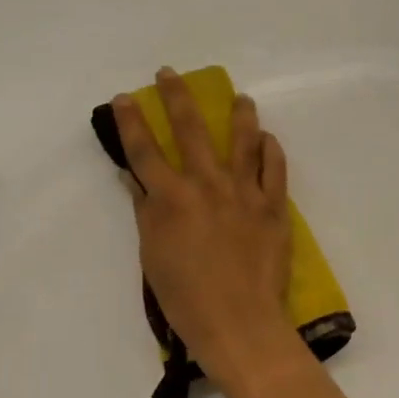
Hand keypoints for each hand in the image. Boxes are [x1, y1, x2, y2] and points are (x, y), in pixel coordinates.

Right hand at [111, 69, 298, 389]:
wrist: (239, 323)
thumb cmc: (186, 298)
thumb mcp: (153, 256)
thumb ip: (145, 212)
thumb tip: (134, 179)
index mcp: (171, 198)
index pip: (144, 150)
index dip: (131, 121)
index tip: (124, 98)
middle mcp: (207, 184)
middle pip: (190, 129)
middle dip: (177, 96)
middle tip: (170, 73)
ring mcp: (244, 192)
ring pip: (242, 139)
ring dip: (239, 114)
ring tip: (240, 97)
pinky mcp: (273, 205)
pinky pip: (274, 167)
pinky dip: (270, 149)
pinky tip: (267, 138)